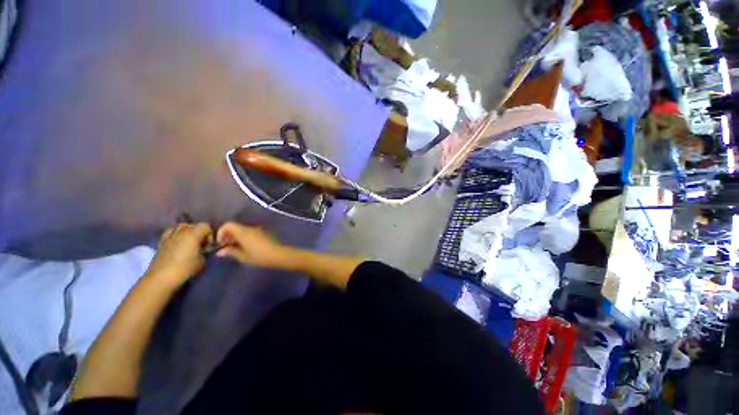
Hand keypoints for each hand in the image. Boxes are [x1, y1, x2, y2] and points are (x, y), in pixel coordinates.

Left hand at [145, 223, 212, 285]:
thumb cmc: (185, 268)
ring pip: (180, 227)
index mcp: (193, 234)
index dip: (210, 235)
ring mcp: (169, 236)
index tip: (209, 246)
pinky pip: (170, 233)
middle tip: (200, 244)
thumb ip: (205, 251)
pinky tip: (177, 244)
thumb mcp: (203, 261)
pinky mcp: (161, 242)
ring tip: (188, 243)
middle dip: (198, 232)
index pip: (206, 226)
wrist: (161, 278)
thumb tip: (205, 250)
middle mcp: (181, 231)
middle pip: (193, 225)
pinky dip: (175, 235)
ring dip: (186, 232)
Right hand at [215, 222, 287, 268]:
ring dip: (237, 237)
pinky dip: (245, 238)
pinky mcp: (265, 233)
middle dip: (228, 236)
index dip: (221, 232)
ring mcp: (259, 230)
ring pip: (243, 230)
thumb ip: (231, 252)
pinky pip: (251, 232)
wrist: (279, 254)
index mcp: (244, 231)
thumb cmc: (259, 256)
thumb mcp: (243, 256)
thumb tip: (220, 251)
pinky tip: (246, 248)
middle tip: (227, 248)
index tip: (220, 243)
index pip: (228, 225)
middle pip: (236, 227)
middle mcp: (251, 228)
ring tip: (236, 249)